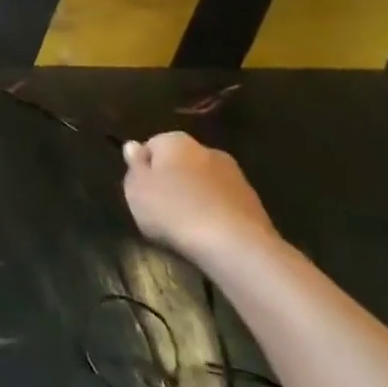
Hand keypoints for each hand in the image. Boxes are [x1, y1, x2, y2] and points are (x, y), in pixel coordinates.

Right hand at [121, 132, 277, 265]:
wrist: (236, 246)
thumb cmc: (174, 211)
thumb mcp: (136, 190)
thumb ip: (133, 166)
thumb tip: (133, 146)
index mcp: (175, 140)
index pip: (152, 146)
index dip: (144, 169)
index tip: (141, 193)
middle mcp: (206, 149)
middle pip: (180, 163)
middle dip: (172, 181)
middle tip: (162, 210)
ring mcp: (234, 175)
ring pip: (204, 183)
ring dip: (196, 198)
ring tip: (187, 227)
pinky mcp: (253, 202)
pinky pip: (223, 203)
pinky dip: (215, 214)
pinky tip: (210, 235)